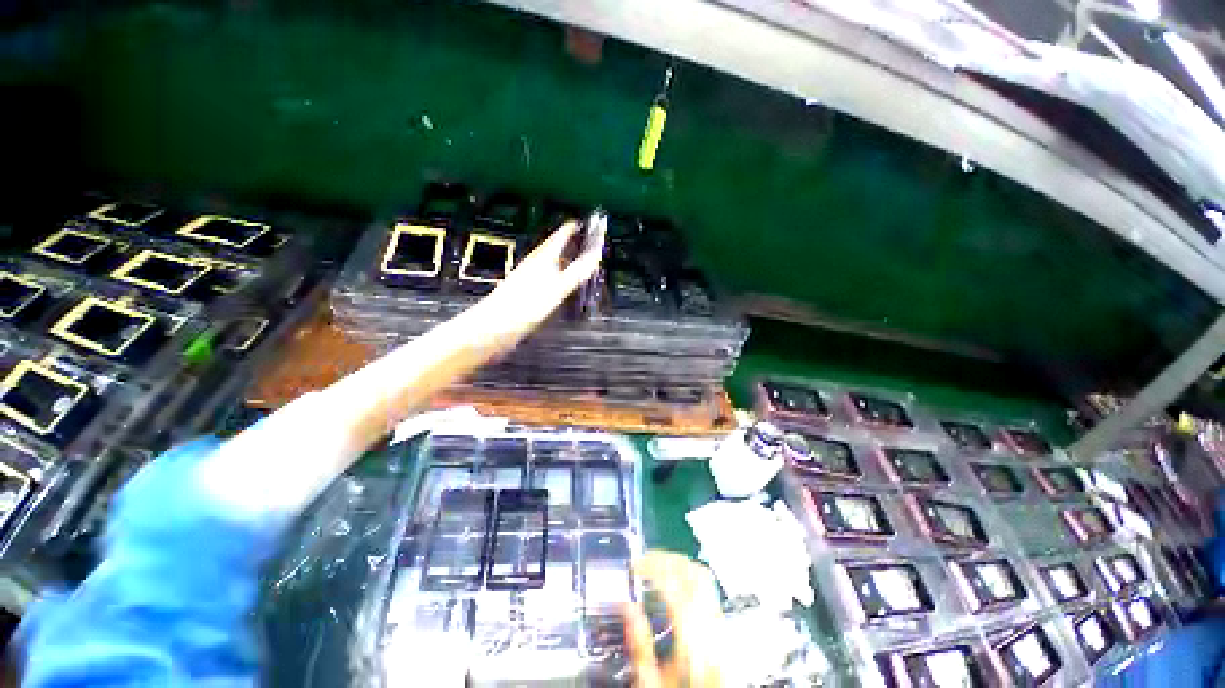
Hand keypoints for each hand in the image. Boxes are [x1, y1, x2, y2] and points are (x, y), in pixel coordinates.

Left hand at [471, 221, 601, 342]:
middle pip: (555, 248)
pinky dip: (557, 276)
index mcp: (543, 257)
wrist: (496, 325)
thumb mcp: (558, 288)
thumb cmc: (526, 305)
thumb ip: (578, 272)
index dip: (572, 228)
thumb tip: (596, 256)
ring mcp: (529, 277)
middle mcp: (535, 263)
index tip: (583, 223)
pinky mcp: (526, 292)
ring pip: (550, 262)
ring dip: (564, 260)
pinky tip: (560, 285)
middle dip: (570, 244)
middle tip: (585, 242)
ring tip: (577, 261)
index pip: (560, 235)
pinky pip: (547, 277)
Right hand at [622, 551, 724, 686]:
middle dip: (667, 560)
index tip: (636, 564)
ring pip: (705, 578)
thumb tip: (627, 606)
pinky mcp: (724, 628)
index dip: (655, 568)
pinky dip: (689, 577)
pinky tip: (674, 583)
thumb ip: (639, 645)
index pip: (677, 588)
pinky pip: (708, 590)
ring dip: (679, 565)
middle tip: (645, 560)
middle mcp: (714, 629)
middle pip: (696, 575)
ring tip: (657, 565)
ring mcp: (723, 626)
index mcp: (695, 643)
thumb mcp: (653, 685)